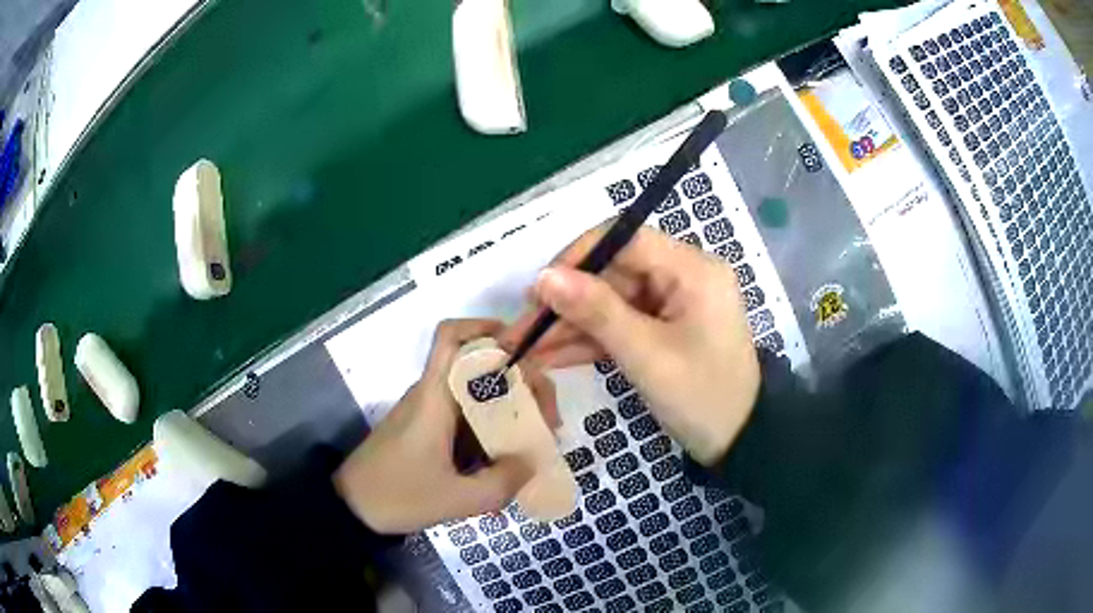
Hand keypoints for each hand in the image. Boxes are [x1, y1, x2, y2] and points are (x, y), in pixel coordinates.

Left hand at [335, 319, 558, 533]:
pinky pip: (467, 416)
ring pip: (477, 393)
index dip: (485, 327)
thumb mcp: (455, 500)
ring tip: (535, 442)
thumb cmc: (398, 496)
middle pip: (480, 366)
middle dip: (521, 384)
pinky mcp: (427, 429)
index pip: (451, 337)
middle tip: (546, 422)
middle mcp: (432, 395)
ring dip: (509, 408)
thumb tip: (533, 462)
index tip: (524, 348)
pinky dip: (492, 428)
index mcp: (434, 397)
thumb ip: (502, 483)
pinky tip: (507, 458)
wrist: (353, 508)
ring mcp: (428, 412)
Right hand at [501, 225, 759, 464]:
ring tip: (525, 349)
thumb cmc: (702, 396)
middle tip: (521, 331)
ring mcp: (673, 304)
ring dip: (571, 327)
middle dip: (566, 305)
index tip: (539, 289)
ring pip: (611, 303)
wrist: (739, 442)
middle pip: (613, 275)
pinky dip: (590, 341)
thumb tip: (543, 276)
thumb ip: (595, 312)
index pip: (625, 239)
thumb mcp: (646, 354)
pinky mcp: (664, 329)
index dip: (577, 258)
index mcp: (692, 269)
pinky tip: (551, 356)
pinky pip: (621, 325)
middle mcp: (683, 276)